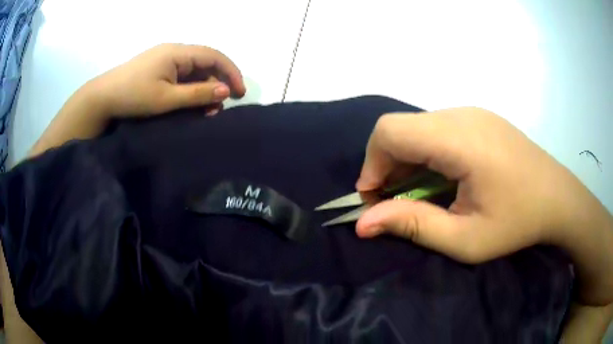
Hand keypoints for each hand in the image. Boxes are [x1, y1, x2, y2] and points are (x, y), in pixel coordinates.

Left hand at [29, 44, 245, 156]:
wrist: (102, 98)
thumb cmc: (133, 97)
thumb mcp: (167, 99)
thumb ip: (197, 94)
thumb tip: (225, 92)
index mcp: (178, 52)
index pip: (214, 56)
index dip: (231, 72)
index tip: (239, 93)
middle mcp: (174, 51)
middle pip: (206, 62)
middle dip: (218, 81)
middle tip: (223, 105)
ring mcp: (165, 58)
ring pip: (194, 69)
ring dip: (204, 86)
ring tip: (207, 108)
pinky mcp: (158, 68)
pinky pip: (182, 74)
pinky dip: (191, 87)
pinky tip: (191, 100)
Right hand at [355, 107, 612, 303]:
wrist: (559, 198)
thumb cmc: (518, 223)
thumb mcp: (466, 239)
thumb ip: (414, 226)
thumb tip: (363, 224)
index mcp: (461, 140)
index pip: (391, 132)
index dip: (371, 164)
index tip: (375, 198)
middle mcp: (462, 115)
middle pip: (400, 126)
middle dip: (386, 164)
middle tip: (395, 201)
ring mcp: (472, 112)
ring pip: (418, 126)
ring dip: (407, 158)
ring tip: (420, 192)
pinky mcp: (479, 117)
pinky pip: (437, 127)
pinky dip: (425, 151)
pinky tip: (442, 176)